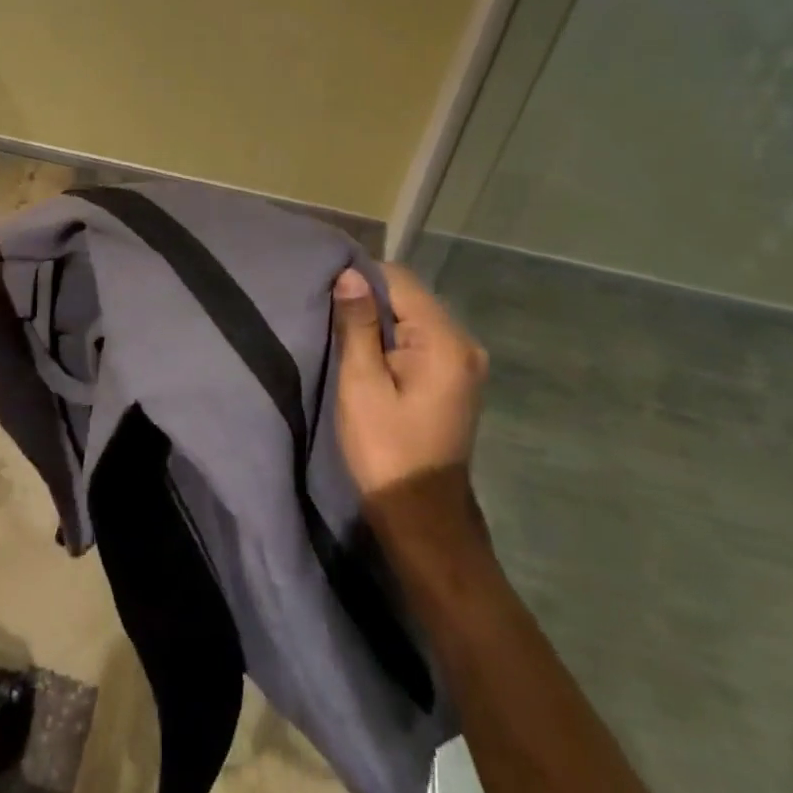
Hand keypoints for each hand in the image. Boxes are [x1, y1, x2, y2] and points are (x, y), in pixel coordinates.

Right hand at [333, 263, 488, 517]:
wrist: (422, 517)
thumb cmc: (385, 449)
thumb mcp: (361, 384)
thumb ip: (357, 324)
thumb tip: (349, 274)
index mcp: (444, 341)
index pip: (398, 280)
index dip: (360, 280)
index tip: (327, 296)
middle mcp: (464, 343)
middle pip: (409, 296)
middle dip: (370, 301)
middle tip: (332, 320)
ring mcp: (465, 362)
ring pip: (414, 317)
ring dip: (380, 322)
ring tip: (347, 338)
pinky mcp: (457, 378)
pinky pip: (421, 339)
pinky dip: (394, 340)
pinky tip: (372, 358)